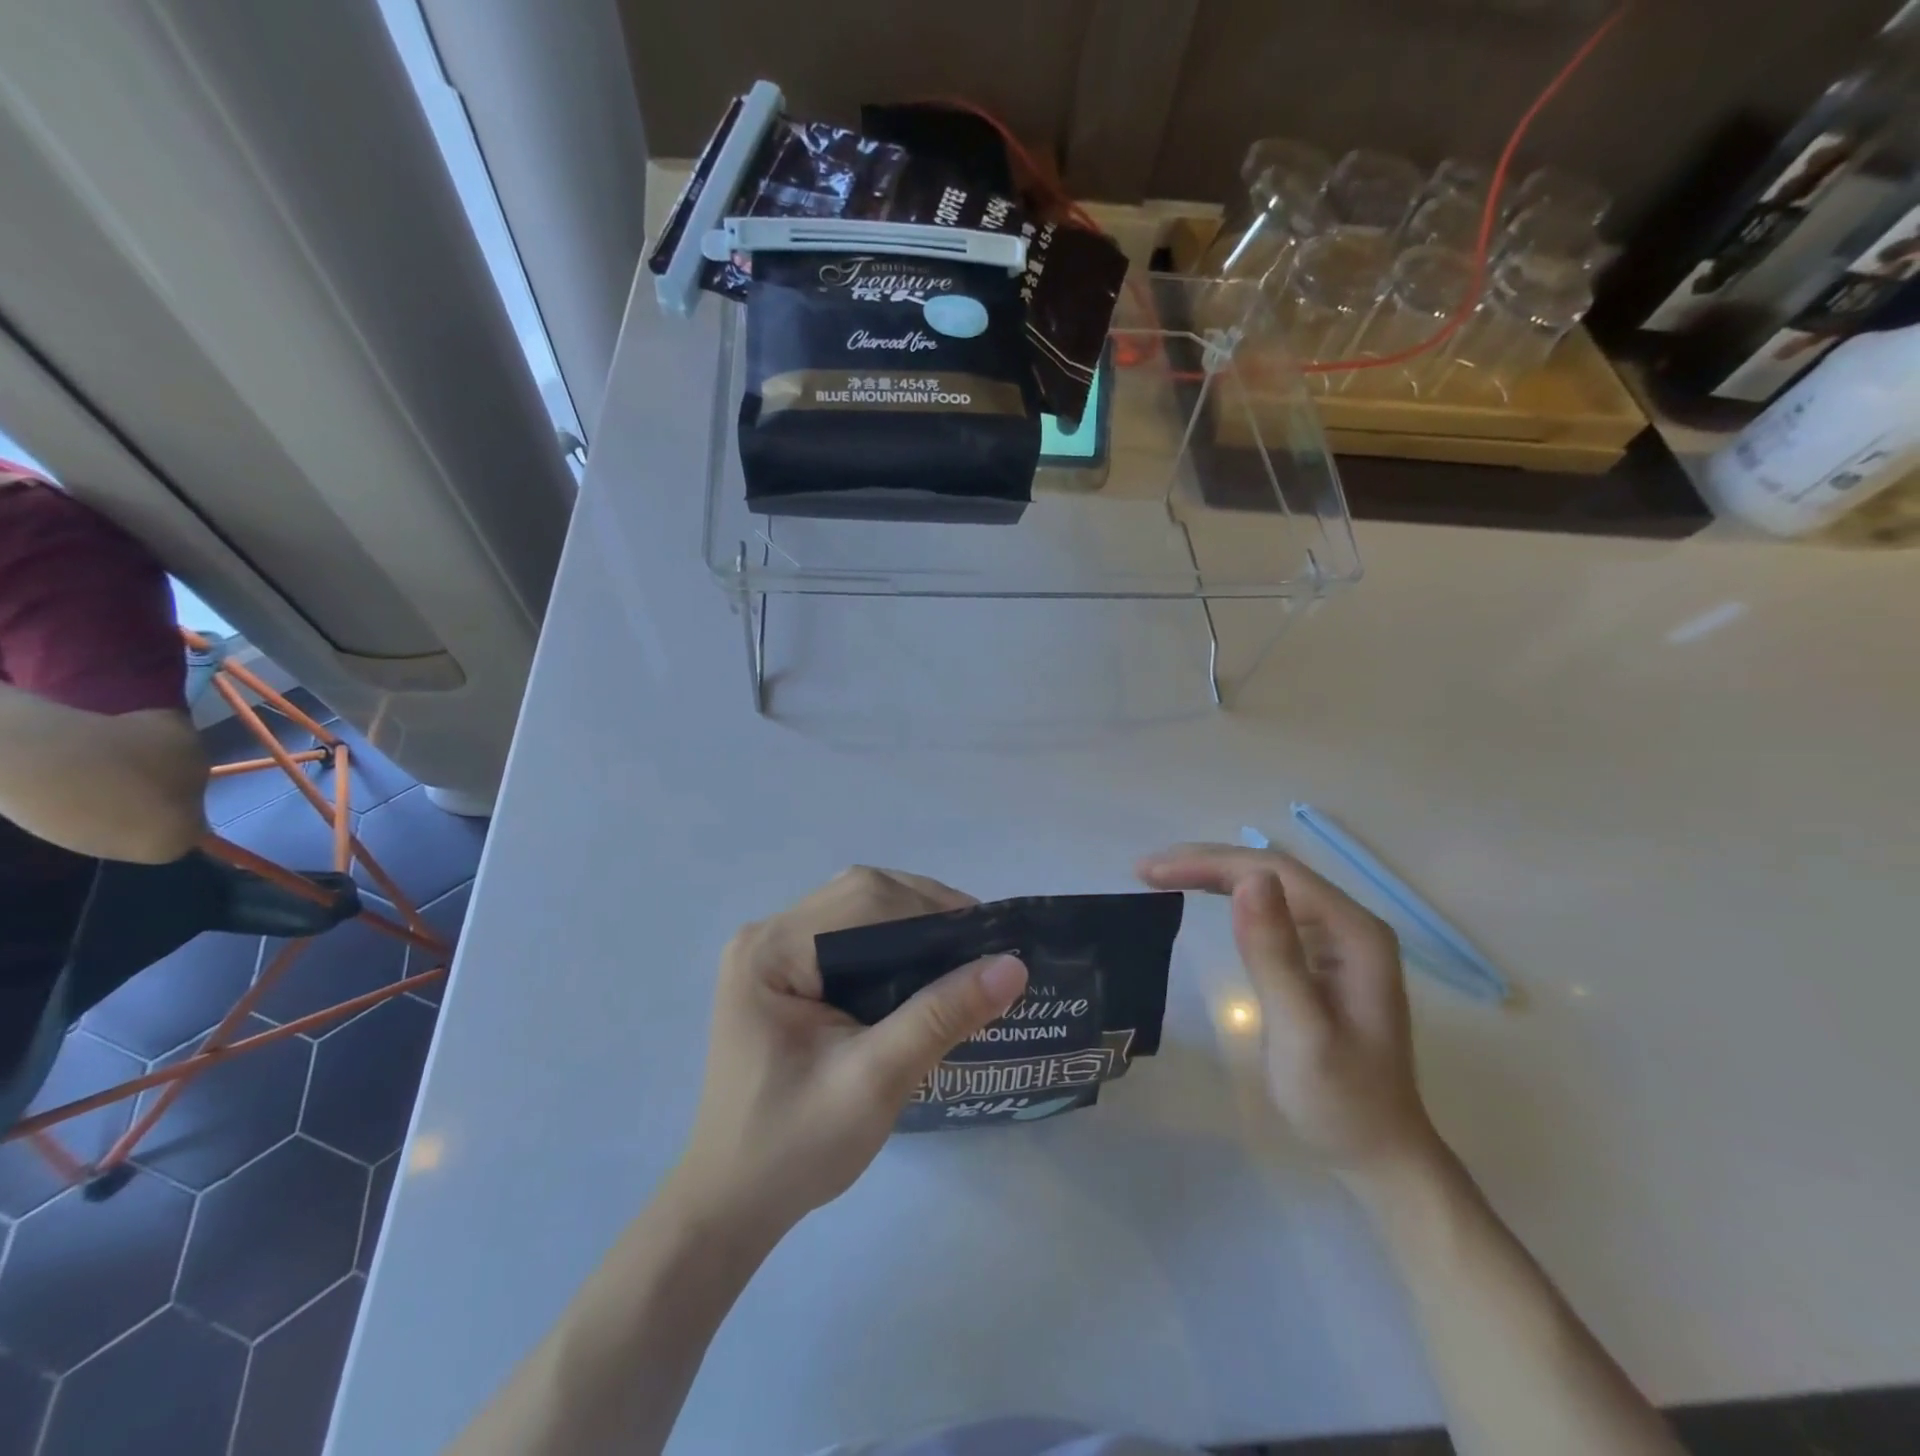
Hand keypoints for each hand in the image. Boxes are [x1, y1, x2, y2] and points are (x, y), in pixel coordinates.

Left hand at [676, 867, 1026, 1234]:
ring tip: (961, 956)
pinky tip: (921, 971)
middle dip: (926, 912)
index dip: (932, 909)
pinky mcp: (782, 972)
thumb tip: (1012, 966)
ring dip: (911, 924)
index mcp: (771, 950)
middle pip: (861, 894)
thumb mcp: (875, 1082)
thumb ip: (940, 1016)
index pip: (865, 899)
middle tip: (981, 948)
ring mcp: (770, 952)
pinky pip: (847, 935)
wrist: (731, 1204)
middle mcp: (766, 935)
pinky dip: (891, 943)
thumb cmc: (795, 1148)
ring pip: (857, 909)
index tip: (990, 939)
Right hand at [1138, 843, 1437, 1176]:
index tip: (1151, 873)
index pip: (1274, 872)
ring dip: (1212, 874)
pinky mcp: (1320, 956)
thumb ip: (1275, 955)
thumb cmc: (1340, 1100)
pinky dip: (1227, 897)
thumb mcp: (1302, 1031)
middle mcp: (1348, 924)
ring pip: (1267, 885)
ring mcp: (1337, 939)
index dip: (1210, 863)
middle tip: (1144, 871)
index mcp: (1353, 933)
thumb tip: (1248, 880)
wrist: (1379, 1154)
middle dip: (1205, 863)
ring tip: (1160, 876)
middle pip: (1270, 871)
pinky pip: (1269, 909)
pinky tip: (1201, 895)